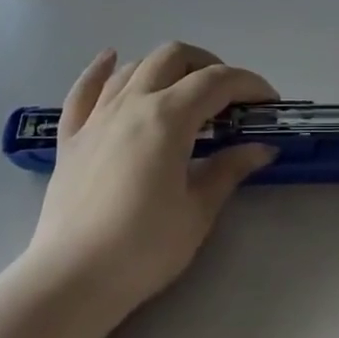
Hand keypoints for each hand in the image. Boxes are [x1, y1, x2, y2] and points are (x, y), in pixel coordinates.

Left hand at [26, 43, 276, 314]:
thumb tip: (261, 148)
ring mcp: (96, 117)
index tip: (268, 103)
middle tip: (228, 98)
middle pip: (174, 57)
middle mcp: (132, 103)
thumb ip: (229, 170)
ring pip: (134, 67)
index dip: (249, 84)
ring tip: (183, 90)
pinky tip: (111, 59)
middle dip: (208, 66)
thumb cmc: (143, 248)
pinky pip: (84, 90)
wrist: (70, 280)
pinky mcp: (70, 137)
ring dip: (165, 67)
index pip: (217, 81)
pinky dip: (100, 70)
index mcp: (167, 117)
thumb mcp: (198, 211)